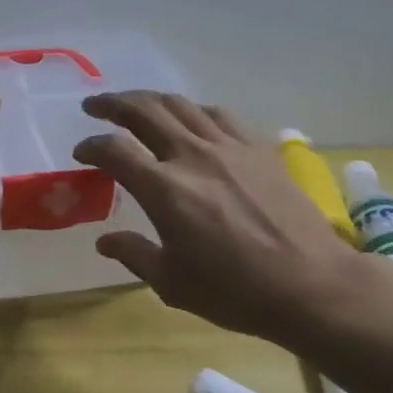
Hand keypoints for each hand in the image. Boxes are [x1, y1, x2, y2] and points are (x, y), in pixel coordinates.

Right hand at [72, 92, 364, 343]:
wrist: (311, 285)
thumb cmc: (235, 292)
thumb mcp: (172, 283)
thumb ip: (134, 254)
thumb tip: (105, 241)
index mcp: (164, 189)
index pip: (114, 150)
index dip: (91, 146)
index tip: (81, 152)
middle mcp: (193, 155)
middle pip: (144, 110)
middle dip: (112, 103)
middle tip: (94, 105)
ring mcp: (229, 147)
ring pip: (181, 104)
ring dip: (150, 100)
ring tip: (136, 105)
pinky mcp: (258, 148)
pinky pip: (218, 114)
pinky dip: (193, 110)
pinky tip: (191, 119)